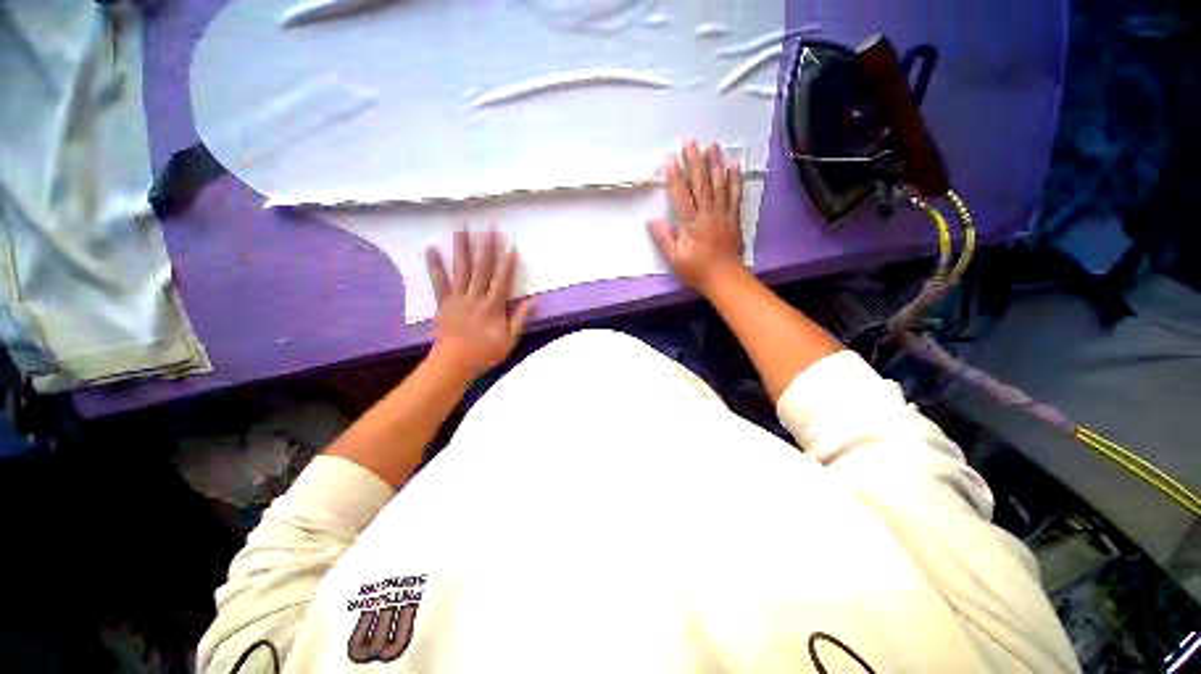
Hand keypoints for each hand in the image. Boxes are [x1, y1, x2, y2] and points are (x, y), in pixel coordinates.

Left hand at [425, 230, 534, 378]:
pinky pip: (438, 282)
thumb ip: (520, 318)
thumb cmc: (485, 353)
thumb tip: (533, 301)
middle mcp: (475, 297)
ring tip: (463, 228)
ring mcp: (457, 298)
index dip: (508, 262)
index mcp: (493, 306)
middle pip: (483, 268)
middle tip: (489, 226)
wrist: (453, 364)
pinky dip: (435, 265)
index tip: (511, 244)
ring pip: (461, 269)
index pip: (502, 279)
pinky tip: (432, 249)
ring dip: (463, 248)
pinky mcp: (443, 302)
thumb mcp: (509, 339)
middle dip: (488, 246)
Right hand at [647, 141, 745, 291]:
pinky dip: (735, 179)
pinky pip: (735, 194)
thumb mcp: (674, 258)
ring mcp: (723, 213)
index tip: (671, 160)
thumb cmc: (697, 269)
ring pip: (719, 184)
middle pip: (701, 183)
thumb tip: (652, 220)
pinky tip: (734, 166)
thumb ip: (663, 238)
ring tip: (712, 146)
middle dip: (695, 162)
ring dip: (715, 164)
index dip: (675, 178)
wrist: (725, 277)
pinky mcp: (733, 217)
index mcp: (692, 222)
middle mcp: (708, 213)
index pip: (681, 195)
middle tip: (690, 143)